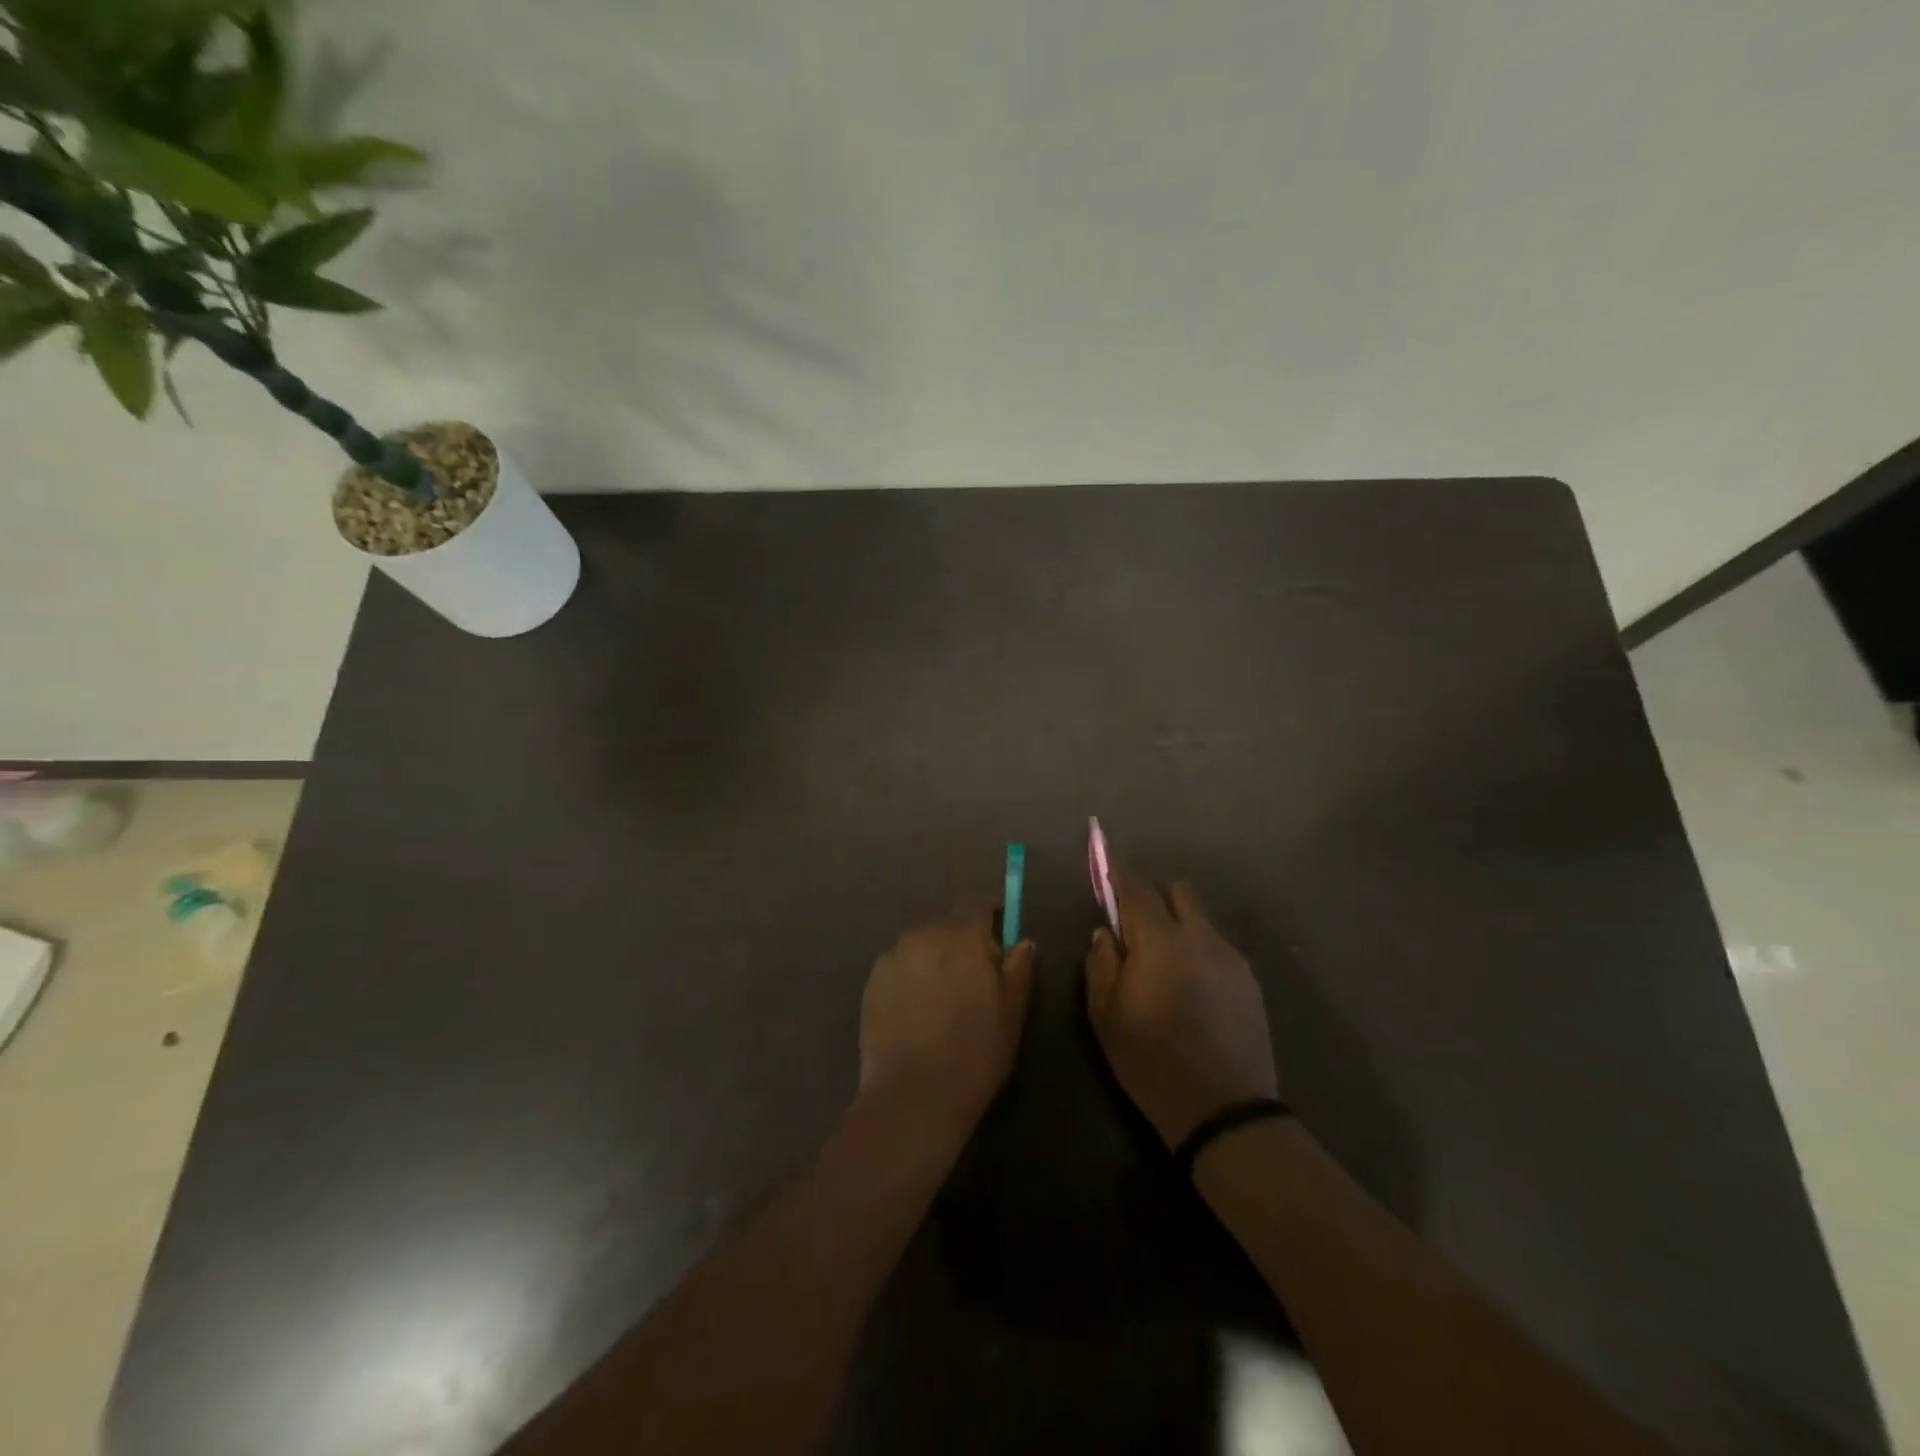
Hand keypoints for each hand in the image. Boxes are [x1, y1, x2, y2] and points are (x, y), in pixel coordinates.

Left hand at [857, 907, 1035, 1147]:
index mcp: (962, 937)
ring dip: (935, 959)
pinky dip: (911, 977)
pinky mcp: (872, 980)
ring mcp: (893, 956)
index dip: (991, 914)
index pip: (978, 903)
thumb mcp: (1012, 1014)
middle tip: (974, 979)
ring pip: (922, 945)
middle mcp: (924, 935)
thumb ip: (1019, 968)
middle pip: (949, 924)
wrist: (911, 1098)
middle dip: (963, 942)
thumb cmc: (974, 1055)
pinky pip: (900, 966)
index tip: (1001, 932)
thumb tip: (1022, 941)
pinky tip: (916, 1012)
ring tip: (942, 999)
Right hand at [1085, 870, 1278, 1147]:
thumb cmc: (1151, 1062)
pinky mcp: (1249, 979)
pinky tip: (1192, 987)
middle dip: (1154, 896)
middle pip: (1178, 891)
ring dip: (1178, 924)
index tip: (1106, 864)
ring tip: (1166, 963)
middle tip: (1136, 925)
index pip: (1136, 889)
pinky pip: (1217, 946)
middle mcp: (1199, 937)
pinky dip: (1199, 949)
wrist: (1224, 1110)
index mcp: (1160, 941)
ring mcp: (1230, 956)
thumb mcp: (1105, 1016)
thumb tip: (1106, 932)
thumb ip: (1101, 964)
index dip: (1118, 872)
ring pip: (1201, 919)